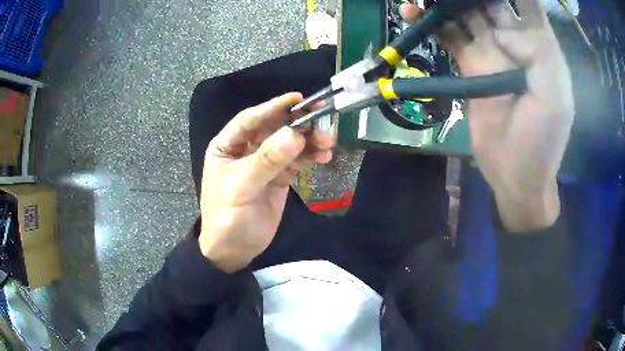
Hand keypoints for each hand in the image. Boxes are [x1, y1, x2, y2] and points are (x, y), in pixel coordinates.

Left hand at [199, 93, 333, 271]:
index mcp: (227, 146)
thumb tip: (295, 134)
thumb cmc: (228, 218)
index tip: (298, 99)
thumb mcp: (241, 187)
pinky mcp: (279, 177)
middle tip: (323, 118)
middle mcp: (246, 149)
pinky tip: (324, 156)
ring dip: (309, 141)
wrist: (234, 250)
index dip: (273, 107)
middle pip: (274, 129)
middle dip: (297, 124)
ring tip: (328, 142)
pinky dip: (310, 156)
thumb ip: (266, 160)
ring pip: (289, 144)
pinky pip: (296, 161)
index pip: (250, 119)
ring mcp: (264, 163)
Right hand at [402, 1, 573, 231]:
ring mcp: (490, 51)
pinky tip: (412, 11)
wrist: (515, 173)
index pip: (526, 2)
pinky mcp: (470, 65)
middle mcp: (514, 40)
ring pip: (466, 13)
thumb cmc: (543, 139)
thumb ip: (538, 53)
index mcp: (539, 44)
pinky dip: (431, 22)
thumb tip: (501, 30)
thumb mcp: (554, 96)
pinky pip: (449, 36)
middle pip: (490, 1)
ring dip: (446, 0)